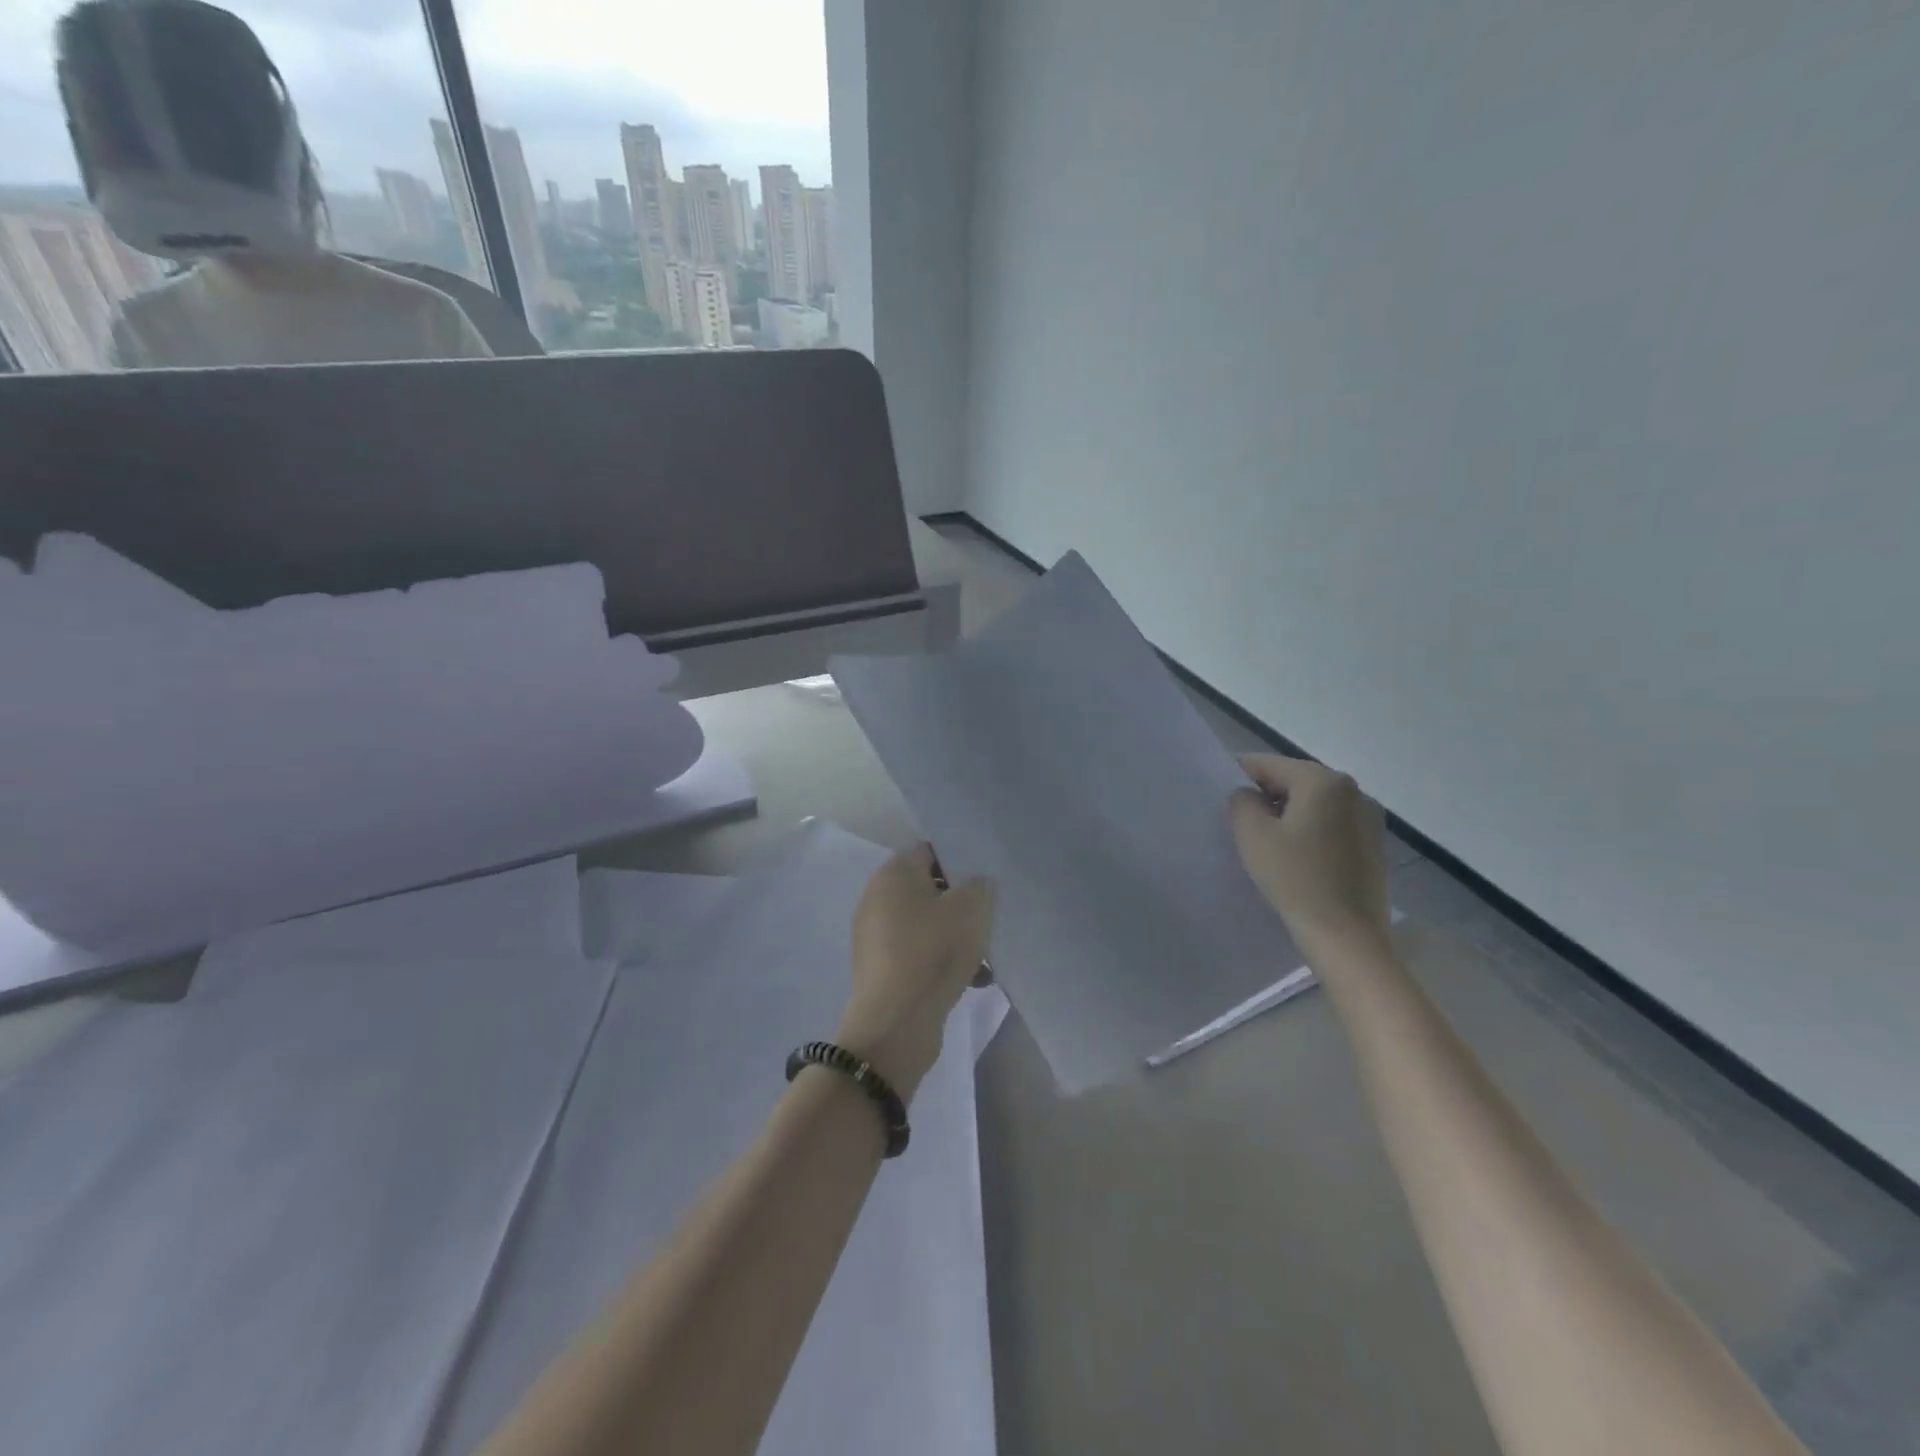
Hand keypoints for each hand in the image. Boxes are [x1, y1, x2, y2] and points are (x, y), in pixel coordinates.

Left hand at [836, 844, 994, 1100]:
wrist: (896, 1024)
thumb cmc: (933, 952)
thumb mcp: (972, 908)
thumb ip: (980, 885)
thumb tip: (975, 885)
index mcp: (892, 874)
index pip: (930, 851)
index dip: (961, 860)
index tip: (987, 878)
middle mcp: (877, 899)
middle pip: (929, 889)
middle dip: (962, 903)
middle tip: (990, 916)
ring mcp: (876, 937)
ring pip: (928, 925)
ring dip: (958, 937)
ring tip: (987, 957)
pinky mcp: (882, 970)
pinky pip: (920, 954)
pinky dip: (944, 962)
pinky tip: (975, 981)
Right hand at [1230, 755, 1391, 953]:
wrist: (1347, 936)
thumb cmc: (1295, 879)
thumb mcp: (1253, 835)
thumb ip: (1242, 802)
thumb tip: (1248, 795)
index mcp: (1323, 781)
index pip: (1268, 764)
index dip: (1239, 776)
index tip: (1221, 798)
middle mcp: (1353, 790)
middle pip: (1294, 780)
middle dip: (1266, 796)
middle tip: (1240, 822)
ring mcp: (1368, 818)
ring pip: (1314, 803)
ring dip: (1288, 814)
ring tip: (1267, 842)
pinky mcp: (1374, 844)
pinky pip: (1331, 824)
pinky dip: (1310, 831)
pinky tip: (1296, 857)